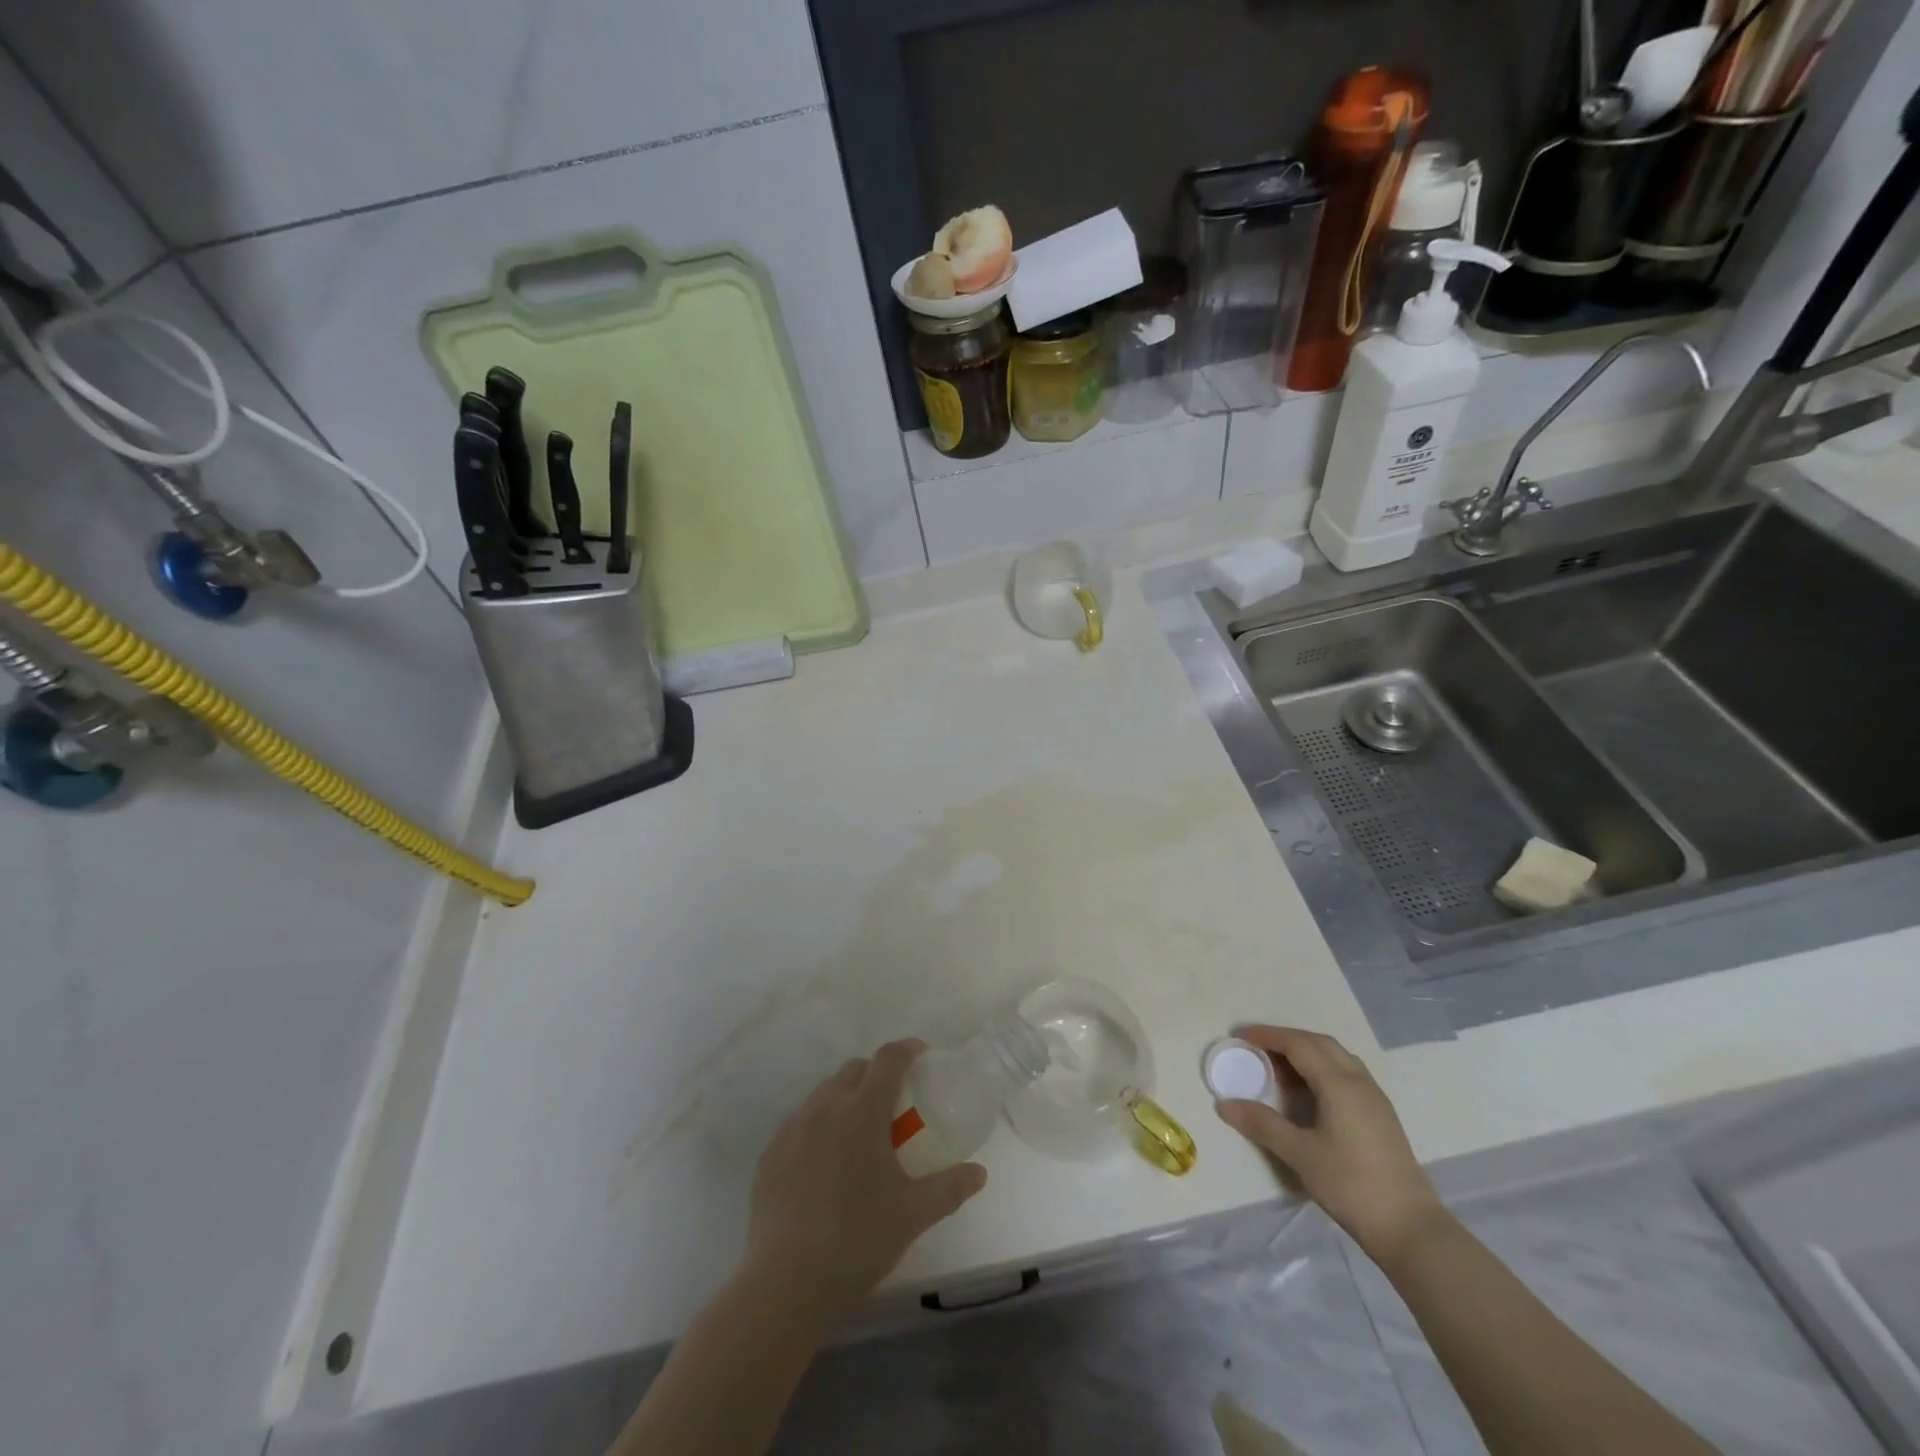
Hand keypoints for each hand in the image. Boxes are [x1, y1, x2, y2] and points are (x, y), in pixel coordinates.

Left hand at [741, 1040, 986, 1323]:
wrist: (786, 1283)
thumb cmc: (857, 1240)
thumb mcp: (913, 1215)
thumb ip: (949, 1188)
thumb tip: (979, 1173)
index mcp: (861, 1112)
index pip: (887, 1060)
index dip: (907, 1050)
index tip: (922, 1055)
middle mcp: (824, 1108)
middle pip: (854, 1069)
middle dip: (877, 1073)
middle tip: (895, 1102)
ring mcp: (792, 1129)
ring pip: (824, 1092)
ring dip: (846, 1096)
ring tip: (860, 1131)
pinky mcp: (770, 1153)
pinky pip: (800, 1120)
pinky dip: (819, 1122)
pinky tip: (826, 1159)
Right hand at [1214, 1026, 1445, 1264]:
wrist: (1411, 1229)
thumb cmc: (1351, 1185)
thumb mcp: (1300, 1154)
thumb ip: (1262, 1124)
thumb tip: (1224, 1105)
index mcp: (1339, 1084)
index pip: (1298, 1044)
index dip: (1267, 1035)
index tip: (1240, 1036)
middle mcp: (1359, 1081)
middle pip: (1319, 1043)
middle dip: (1286, 1039)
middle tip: (1257, 1048)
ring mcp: (1375, 1098)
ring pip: (1337, 1056)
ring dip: (1306, 1052)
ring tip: (1280, 1067)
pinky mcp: (1381, 1115)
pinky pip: (1347, 1073)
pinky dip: (1322, 1068)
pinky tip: (1310, 1091)